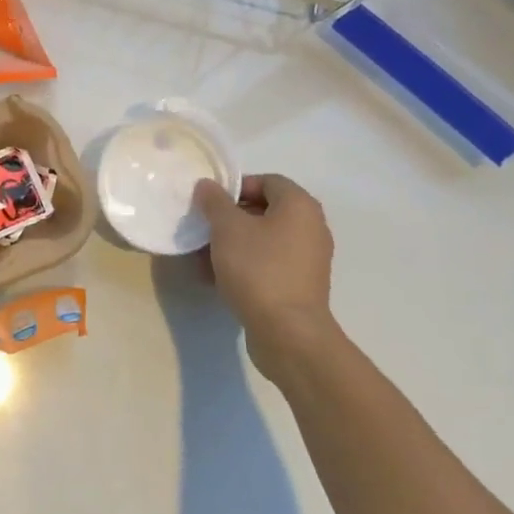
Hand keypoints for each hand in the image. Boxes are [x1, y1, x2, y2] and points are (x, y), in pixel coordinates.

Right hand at [195, 174, 337, 384]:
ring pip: (263, 240)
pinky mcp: (300, 285)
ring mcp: (307, 259)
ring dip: (232, 243)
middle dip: (229, 218)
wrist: (287, 332)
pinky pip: (268, 263)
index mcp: (299, 206)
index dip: (236, 187)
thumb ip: (214, 202)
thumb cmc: (258, 269)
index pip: (267, 181)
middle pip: (264, 210)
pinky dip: (244, 265)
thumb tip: (207, 186)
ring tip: (203, 257)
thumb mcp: (227, 228)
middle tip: (202, 229)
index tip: (209, 203)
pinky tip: (217, 278)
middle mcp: (310, 228)